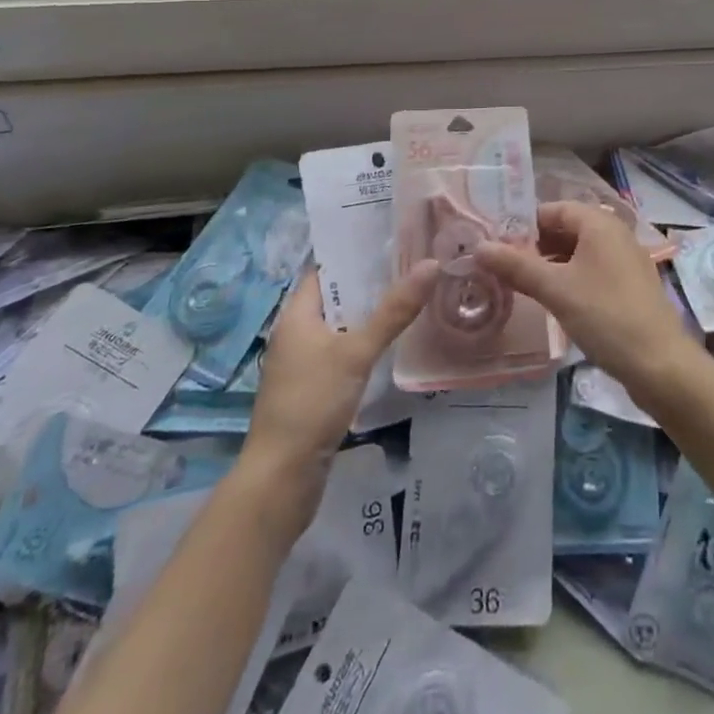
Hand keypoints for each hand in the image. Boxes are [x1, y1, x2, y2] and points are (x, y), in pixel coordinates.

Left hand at [239, 262, 438, 529]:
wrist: (282, 479)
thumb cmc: (312, 403)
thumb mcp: (356, 352)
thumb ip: (394, 310)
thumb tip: (432, 263)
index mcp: (296, 316)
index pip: (324, 268)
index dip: (353, 249)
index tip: (391, 235)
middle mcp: (297, 333)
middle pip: (337, 296)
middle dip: (371, 280)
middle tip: (414, 260)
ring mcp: (305, 363)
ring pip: (343, 326)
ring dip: (371, 313)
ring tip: (413, 292)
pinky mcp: (316, 389)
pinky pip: (344, 352)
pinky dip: (367, 342)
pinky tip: (395, 340)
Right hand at [475, 201, 697, 400]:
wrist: (660, 364)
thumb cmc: (605, 316)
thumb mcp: (556, 289)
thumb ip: (516, 266)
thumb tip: (479, 247)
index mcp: (599, 223)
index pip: (553, 209)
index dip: (523, 225)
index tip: (495, 246)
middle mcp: (614, 233)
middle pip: (565, 229)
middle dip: (534, 245)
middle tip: (502, 268)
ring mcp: (624, 260)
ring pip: (578, 251)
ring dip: (550, 264)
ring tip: (520, 285)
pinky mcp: (628, 285)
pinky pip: (591, 270)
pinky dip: (569, 278)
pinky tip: (552, 300)